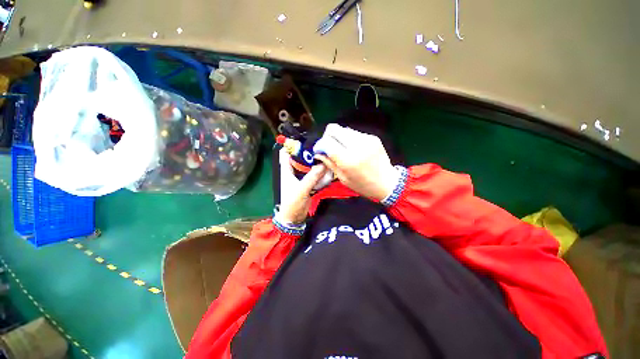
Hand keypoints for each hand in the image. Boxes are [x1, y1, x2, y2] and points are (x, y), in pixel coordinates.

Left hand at [277, 148, 327, 223]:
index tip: (306, 141)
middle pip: (300, 158)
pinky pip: (314, 175)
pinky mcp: (307, 183)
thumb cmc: (292, 203)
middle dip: (309, 153)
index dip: (294, 146)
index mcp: (286, 170)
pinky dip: (319, 172)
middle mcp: (293, 171)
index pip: (286, 153)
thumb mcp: (301, 189)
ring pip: (308, 166)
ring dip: (315, 162)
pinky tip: (327, 169)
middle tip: (321, 148)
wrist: (294, 218)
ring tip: (326, 156)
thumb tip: (324, 165)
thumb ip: (312, 177)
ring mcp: (301, 177)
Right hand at [313, 124, 399, 200]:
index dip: (320, 145)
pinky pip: (354, 133)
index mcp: (348, 160)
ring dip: (338, 137)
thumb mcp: (343, 178)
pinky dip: (349, 139)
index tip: (320, 151)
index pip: (327, 142)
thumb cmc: (363, 185)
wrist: (388, 183)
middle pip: (334, 129)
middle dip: (327, 136)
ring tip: (341, 149)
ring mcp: (367, 139)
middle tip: (328, 146)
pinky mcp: (373, 137)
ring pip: (344, 129)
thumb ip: (329, 163)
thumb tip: (318, 153)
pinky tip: (352, 149)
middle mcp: (357, 146)